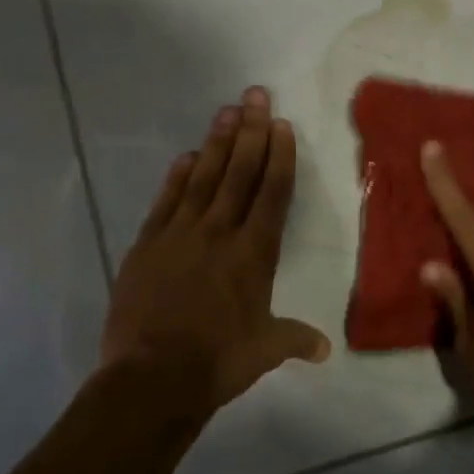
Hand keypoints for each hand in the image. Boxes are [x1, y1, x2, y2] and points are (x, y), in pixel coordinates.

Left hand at [100, 86, 330, 427]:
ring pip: (203, 178)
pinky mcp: (148, 244)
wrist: (153, 378)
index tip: (281, 125)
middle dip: (251, 131)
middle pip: (239, 173)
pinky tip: (187, 155)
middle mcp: (220, 232)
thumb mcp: (266, 350)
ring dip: (217, 143)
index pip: (272, 193)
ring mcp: (180, 234)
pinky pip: (166, 201)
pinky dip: (177, 176)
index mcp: (254, 253)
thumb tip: (326, 349)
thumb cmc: (219, 361)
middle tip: (256, 95)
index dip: (279, 157)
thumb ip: (296, 340)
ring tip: (227, 111)